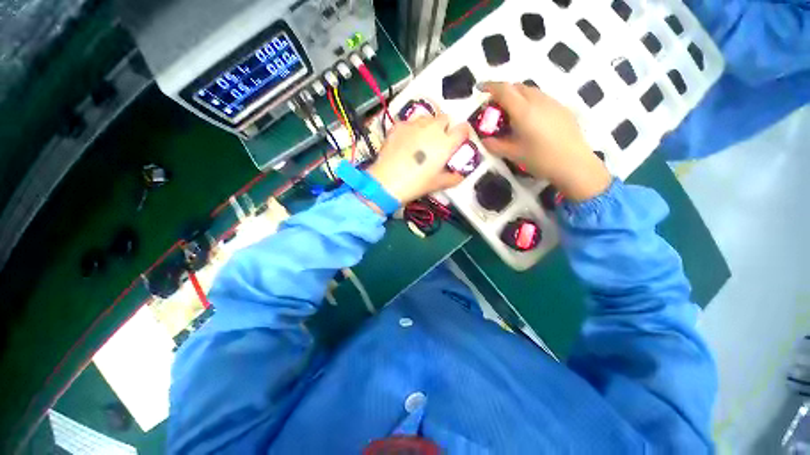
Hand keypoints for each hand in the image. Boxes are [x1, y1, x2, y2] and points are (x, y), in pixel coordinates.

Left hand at [368, 112, 469, 204]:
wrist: (388, 181)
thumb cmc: (417, 184)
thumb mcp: (438, 184)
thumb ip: (453, 178)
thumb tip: (460, 175)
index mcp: (446, 142)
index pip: (463, 129)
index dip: (462, 133)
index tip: (458, 140)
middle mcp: (432, 128)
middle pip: (444, 118)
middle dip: (444, 128)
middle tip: (437, 142)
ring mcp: (414, 125)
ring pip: (427, 118)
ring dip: (428, 126)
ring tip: (421, 140)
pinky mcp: (399, 126)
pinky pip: (409, 123)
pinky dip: (410, 130)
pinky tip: (405, 142)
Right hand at [479, 82, 611, 201]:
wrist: (574, 164)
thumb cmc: (540, 159)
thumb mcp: (513, 154)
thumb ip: (495, 145)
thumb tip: (483, 139)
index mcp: (523, 111)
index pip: (504, 90)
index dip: (489, 86)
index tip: (479, 88)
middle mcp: (538, 100)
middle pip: (517, 87)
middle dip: (503, 91)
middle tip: (494, 107)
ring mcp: (552, 102)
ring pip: (530, 91)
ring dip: (516, 96)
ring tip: (511, 114)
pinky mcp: (561, 108)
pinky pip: (540, 98)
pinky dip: (529, 101)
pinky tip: (529, 119)